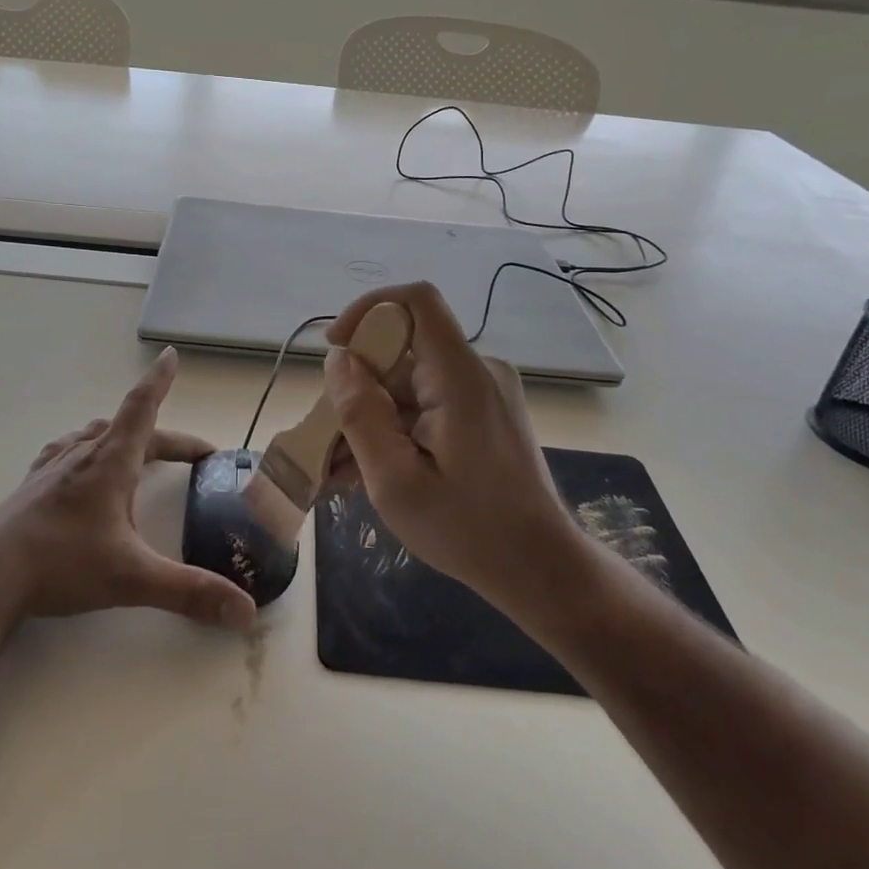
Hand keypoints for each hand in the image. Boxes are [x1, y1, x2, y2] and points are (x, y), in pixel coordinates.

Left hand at [0, 348, 258, 631]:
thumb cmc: (61, 565)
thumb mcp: (132, 578)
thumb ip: (189, 592)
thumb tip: (245, 611)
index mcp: (110, 461)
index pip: (142, 408)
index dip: (159, 382)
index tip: (170, 355)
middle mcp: (82, 455)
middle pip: (130, 430)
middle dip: (167, 439)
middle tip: (193, 456)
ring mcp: (52, 469)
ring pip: (95, 438)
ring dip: (125, 439)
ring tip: (139, 452)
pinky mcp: (31, 488)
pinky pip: (66, 454)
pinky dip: (87, 452)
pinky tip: (80, 469)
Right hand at [323, 282, 578, 620]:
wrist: (540, 568)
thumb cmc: (468, 530)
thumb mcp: (396, 481)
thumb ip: (361, 415)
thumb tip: (339, 361)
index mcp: (460, 377)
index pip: (417, 300)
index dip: (369, 310)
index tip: (336, 349)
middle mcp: (477, 371)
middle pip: (404, 350)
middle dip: (358, 386)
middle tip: (327, 437)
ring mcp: (483, 393)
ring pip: (410, 382)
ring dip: (372, 416)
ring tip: (340, 468)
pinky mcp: (484, 414)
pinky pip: (428, 403)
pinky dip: (396, 428)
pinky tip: (369, 470)